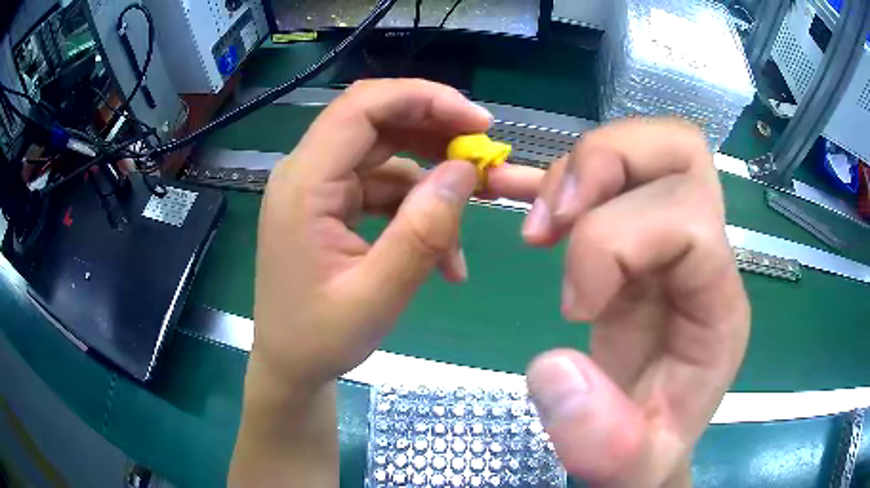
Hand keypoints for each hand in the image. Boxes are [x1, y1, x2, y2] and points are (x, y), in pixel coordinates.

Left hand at [251, 79, 501, 387]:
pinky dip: (416, 211)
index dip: (424, 99)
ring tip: (466, 224)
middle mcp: (306, 173)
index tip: (478, 123)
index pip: (363, 107)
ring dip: (431, 183)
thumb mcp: (378, 295)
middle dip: (436, 132)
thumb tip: (464, 171)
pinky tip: (442, 254)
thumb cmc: (320, 338)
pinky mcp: (330, 206)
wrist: (290, 366)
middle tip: (484, 157)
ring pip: (385, 156)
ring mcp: (318, 189)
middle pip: (376, 122)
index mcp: (305, 184)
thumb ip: (423, 232)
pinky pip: (382, 189)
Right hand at [513, 119, 749, 486]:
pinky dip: (557, 170)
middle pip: (680, 150)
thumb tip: (554, 367)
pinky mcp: (633, 239)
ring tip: (538, 226)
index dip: (615, 243)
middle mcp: (704, 255)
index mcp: (718, 305)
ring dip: (577, 169)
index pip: (687, 220)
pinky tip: (515, 187)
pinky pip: (606, 173)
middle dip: (607, 164)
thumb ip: (602, 439)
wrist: (643, 442)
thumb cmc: (646, 452)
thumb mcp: (631, 468)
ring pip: (642, 146)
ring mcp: (670, 237)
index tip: (572, 307)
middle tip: (557, 219)